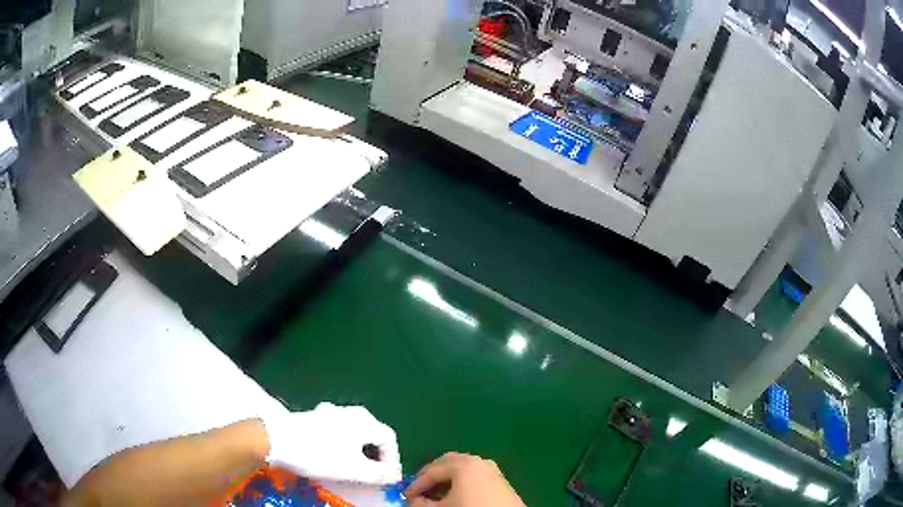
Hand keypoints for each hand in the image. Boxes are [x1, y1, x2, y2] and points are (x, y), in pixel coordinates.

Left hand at [263, 403, 401, 484]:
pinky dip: (344, 445)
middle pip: (374, 433)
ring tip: (355, 467)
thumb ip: (379, 474)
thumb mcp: (353, 470)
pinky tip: (335, 455)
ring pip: (356, 432)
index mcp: (364, 421)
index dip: (393, 461)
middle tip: (375, 474)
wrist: (275, 439)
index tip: (388, 479)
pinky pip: (339, 430)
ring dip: (360, 451)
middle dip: (377, 456)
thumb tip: (393, 475)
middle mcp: (351, 412)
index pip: (390, 440)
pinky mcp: (315, 416)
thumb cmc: (319, 455)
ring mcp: (331, 411)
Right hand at [405, 452, 523, 506]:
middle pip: (448, 464)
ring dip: (446, 482)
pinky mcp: (502, 483)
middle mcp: (479, 462)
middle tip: (419, 492)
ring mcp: (493, 472)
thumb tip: (414, 500)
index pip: (432, 470)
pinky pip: (475, 479)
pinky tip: (456, 499)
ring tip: (436, 498)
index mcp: (463, 465)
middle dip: (432, 477)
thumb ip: (420, 504)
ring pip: (463, 471)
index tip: (405, 497)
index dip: (416, 484)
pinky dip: (461, 485)